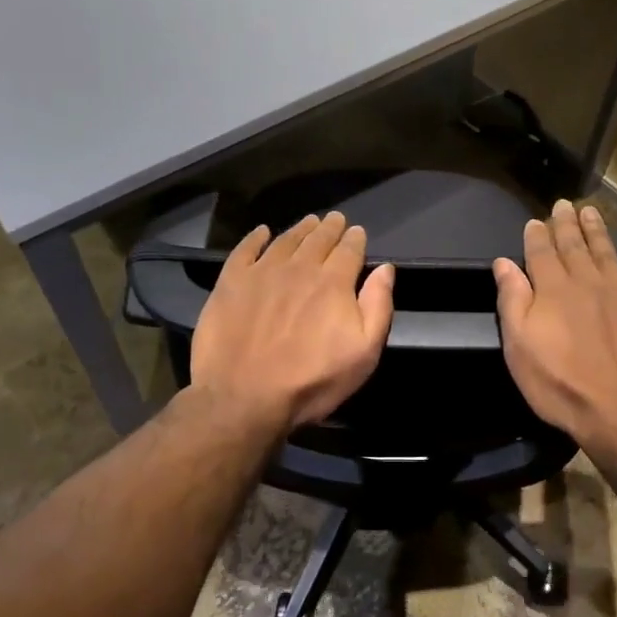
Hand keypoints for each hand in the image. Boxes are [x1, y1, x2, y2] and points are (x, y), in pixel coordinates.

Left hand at [189, 211, 395, 435]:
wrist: (244, 397)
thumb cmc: (311, 380)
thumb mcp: (363, 353)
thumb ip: (377, 306)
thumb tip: (385, 269)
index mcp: (333, 282)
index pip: (349, 250)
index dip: (355, 239)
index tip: (357, 231)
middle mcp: (299, 267)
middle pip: (318, 240)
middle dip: (330, 228)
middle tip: (335, 219)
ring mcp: (262, 272)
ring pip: (286, 240)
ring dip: (300, 229)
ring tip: (308, 222)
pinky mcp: (231, 282)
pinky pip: (245, 250)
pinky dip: (256, 238)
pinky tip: (262, 233)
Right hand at [493, 200, 616, 460]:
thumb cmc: (562, 385)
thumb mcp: (520, 348)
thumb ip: (512, 300)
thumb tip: (504, 262)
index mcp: (554, 289)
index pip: (542, 252)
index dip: (537, 235)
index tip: (535, 221)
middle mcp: (589, 281)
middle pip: (575, 245)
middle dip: (566, 224)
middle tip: (563, 205)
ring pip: (608, 252)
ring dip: (597, 231)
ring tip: (591, 213)